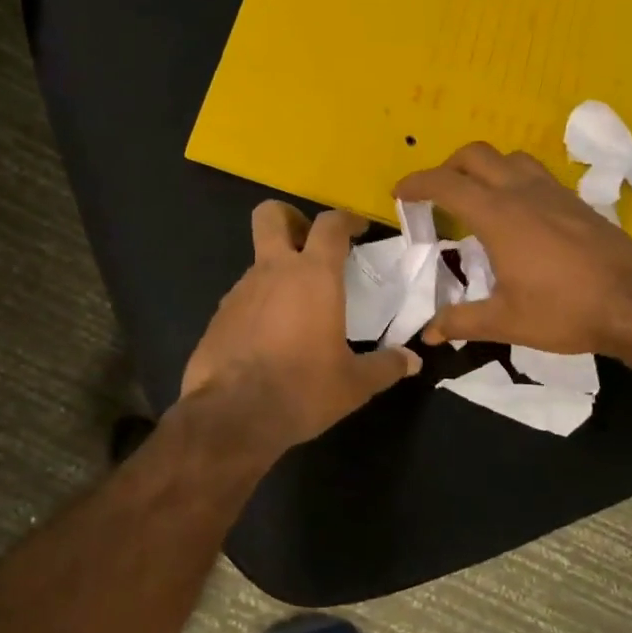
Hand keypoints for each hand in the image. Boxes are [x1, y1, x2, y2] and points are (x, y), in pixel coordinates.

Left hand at [182, 202, 419, 451]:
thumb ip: (386, 366)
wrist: (232, 417)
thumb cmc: (303, 389)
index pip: (330, 224)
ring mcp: (239, 291)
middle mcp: (273, 271)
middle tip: (309, 244)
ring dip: (277, 273)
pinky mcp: (218, 316)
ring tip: (297, 310)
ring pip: (258, 262)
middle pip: (271, 215)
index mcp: (313, 276)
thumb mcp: (354, 384)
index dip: (346, 219)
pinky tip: (270, 339)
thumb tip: (412, 361)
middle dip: (290, 218)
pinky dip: (259, 306)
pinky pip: (243, 298)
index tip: (358, 229)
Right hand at [396, 143, 631, 356]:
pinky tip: (518, 213)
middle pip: (475, 155)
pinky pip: (535, 173)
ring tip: (476, 197)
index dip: (416, 184)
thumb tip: (428, 333)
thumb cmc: (565, 311)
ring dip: (484, 167)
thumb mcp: (506, 321)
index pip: (446, 184)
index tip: (399, 193)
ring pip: (509, 157)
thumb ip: (461, 321)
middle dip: (447, 167)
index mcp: (498, 216)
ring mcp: (553, 192)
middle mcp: (522, 192)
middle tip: (435, 195)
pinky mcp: (575, 200)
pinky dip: (513, 178)